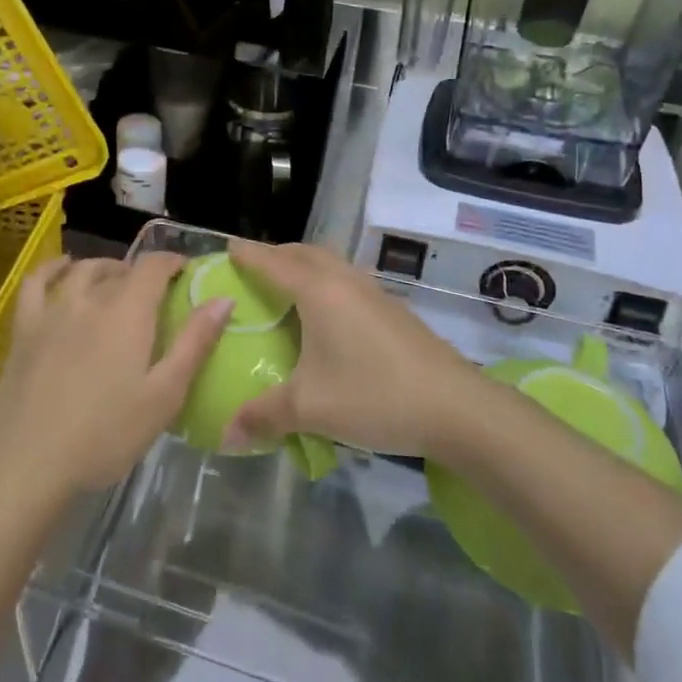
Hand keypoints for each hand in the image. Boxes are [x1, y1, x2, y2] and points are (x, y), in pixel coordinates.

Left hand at [0, 253, 231, 498]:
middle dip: (142, 273)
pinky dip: (52, 268)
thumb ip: (195, 343)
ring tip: (116, 281)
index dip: (172, 262)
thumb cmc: (106, 435)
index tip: (186, 272)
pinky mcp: (24, 329)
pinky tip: (62, 268)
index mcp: (128, 313)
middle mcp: (90, 299)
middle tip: (156, 294)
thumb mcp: (164, 395)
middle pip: (119, 270)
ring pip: (82, 271)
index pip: (153, 266)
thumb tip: (223, 299)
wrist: (28, 463)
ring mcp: (52, 311)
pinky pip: (35, 283)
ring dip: (105, 268)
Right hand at [224, 240, 474, 457]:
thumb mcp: (310, 408)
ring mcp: (374, 292)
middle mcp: (345, 281)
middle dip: (275, 255)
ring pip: (330, 264)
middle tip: (252, 269)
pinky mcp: (392, 309)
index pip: (273, 262)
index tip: (225, 247)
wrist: (455, 407)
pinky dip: (326, 283)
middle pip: (304, 253)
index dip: (247, 254)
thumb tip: (225, 434)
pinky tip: (326, 316)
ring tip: (285, 288)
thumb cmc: (374, 396)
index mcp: (318, 291)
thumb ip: (263, 416)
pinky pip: (347, 281)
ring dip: (304, 266)